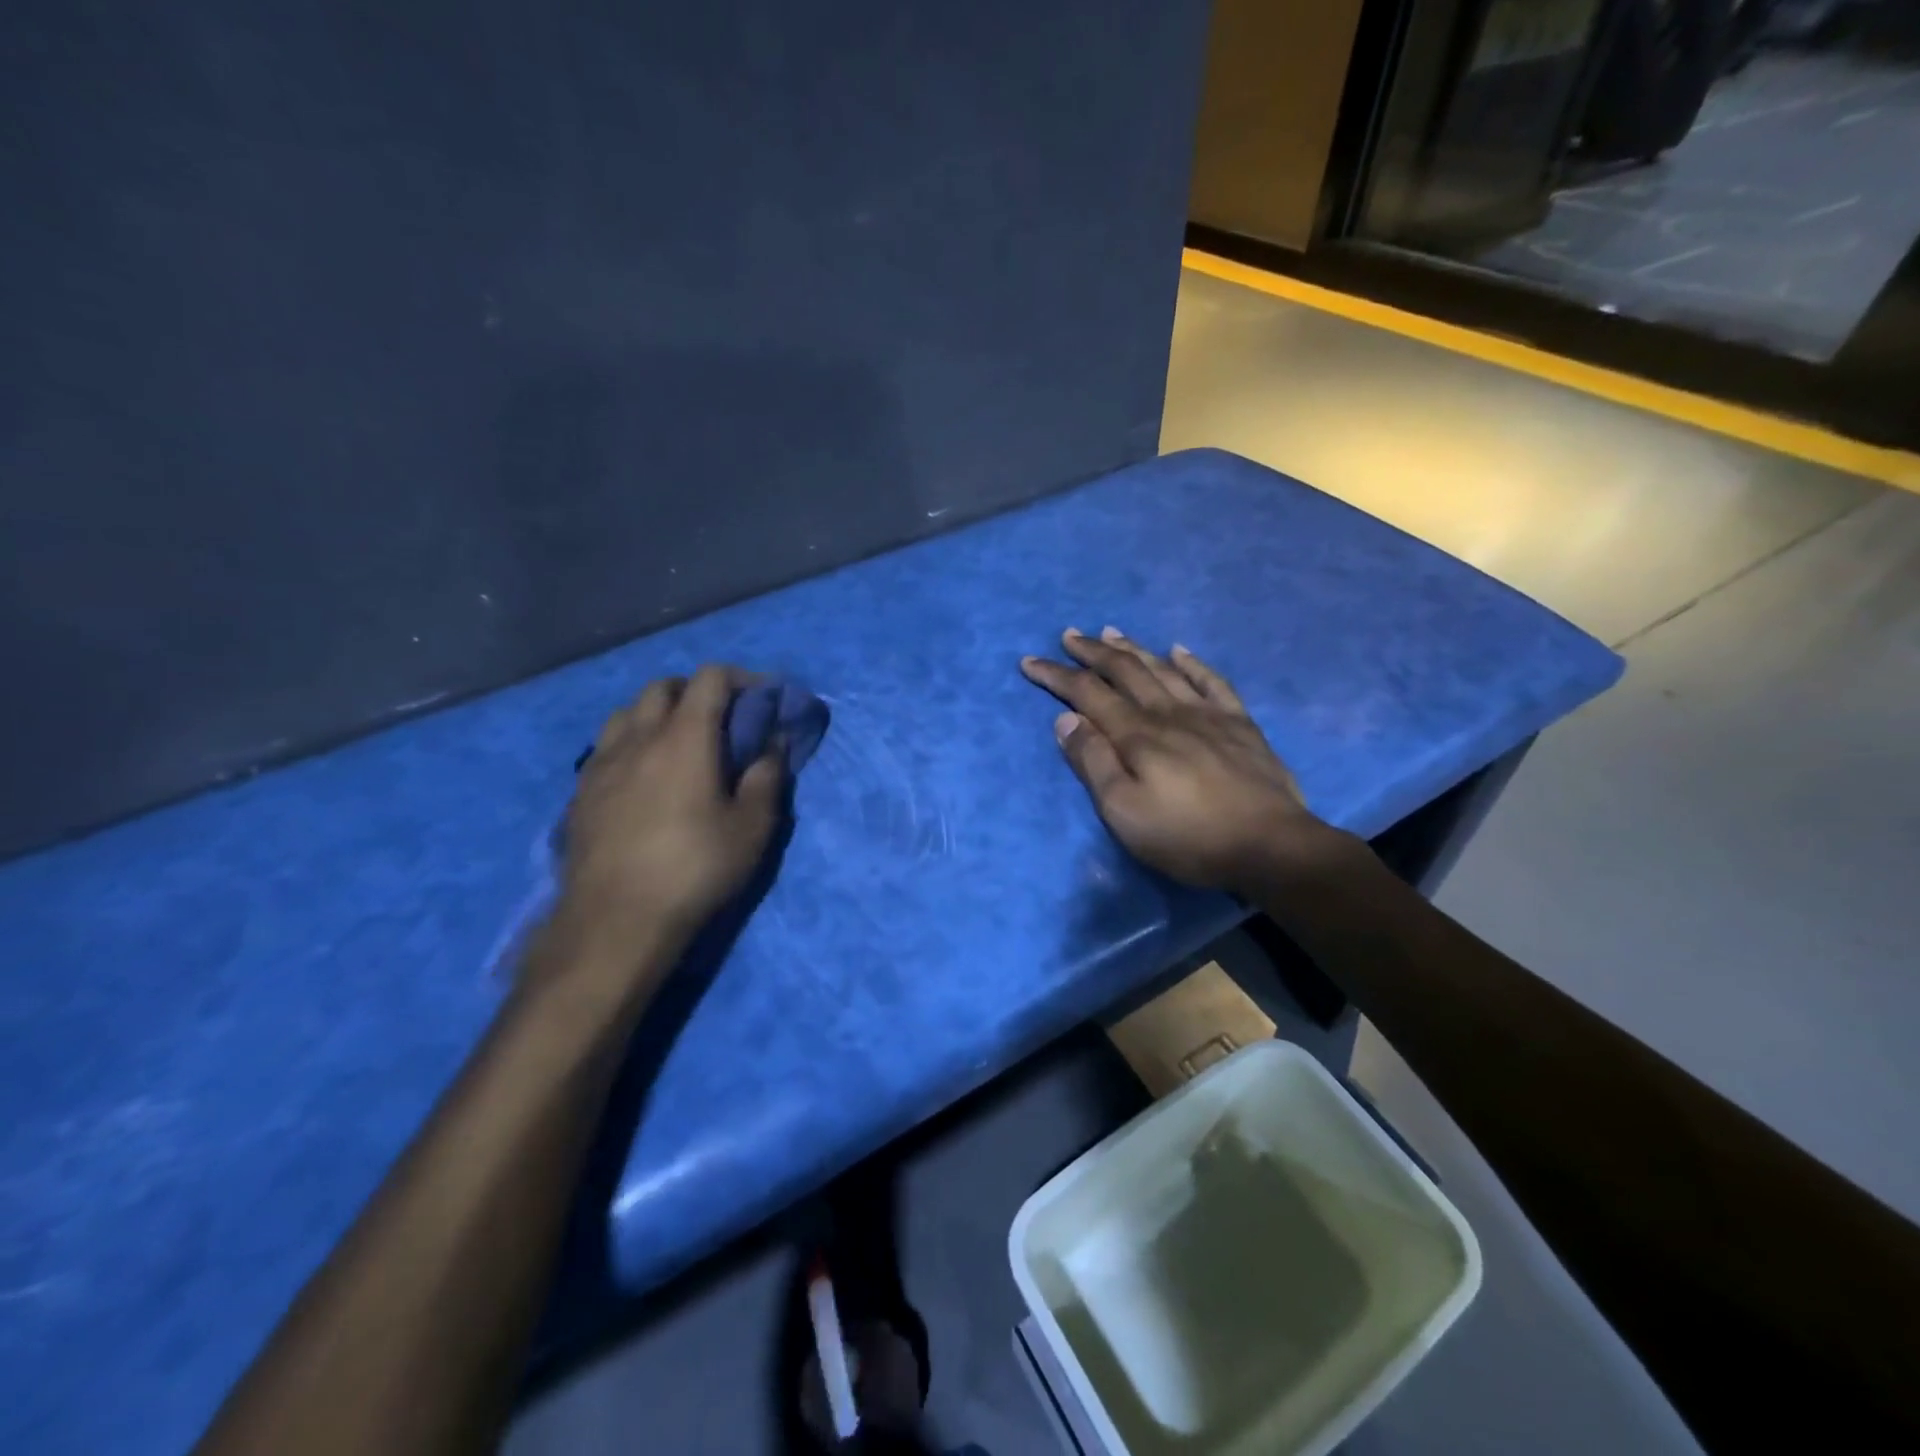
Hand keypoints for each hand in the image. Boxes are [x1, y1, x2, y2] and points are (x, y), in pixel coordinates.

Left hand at [556, 665, 787, 954]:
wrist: (615, 920)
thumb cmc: (695, 868)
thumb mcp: (752, 827)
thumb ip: (767, 776)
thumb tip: (775, 742)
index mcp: (684, 737)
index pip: (710, 679)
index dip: (740, 678)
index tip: (761, 697)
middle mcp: (638, 737)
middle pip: (663, 687)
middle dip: (696, 691)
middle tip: (720, 719)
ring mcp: (602, 763)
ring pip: (627, 713)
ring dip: (657, 713)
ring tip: (677, 742)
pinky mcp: (580, 792)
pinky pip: (606, 747)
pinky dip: (631, 743)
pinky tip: (641, 777)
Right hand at [1020, 628, 1347, 892]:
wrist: (1270, 845)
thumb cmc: (1187, 836)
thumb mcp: (1124, 811)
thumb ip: (1093, 762)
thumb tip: (1066, 719)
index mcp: (1136, 735)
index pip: (1087, 694)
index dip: (1056, 675)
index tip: (1030, 661)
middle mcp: (1168, 713)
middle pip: (1124, 671)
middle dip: (1092, 651)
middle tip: (1069, 634)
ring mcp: (1208, 714)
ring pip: (1162, 669)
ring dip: (1133, 648)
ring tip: (1112, 631)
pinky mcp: (1240, 724)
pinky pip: (1212, 681)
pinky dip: (1192, 663)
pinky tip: (1179, 650)